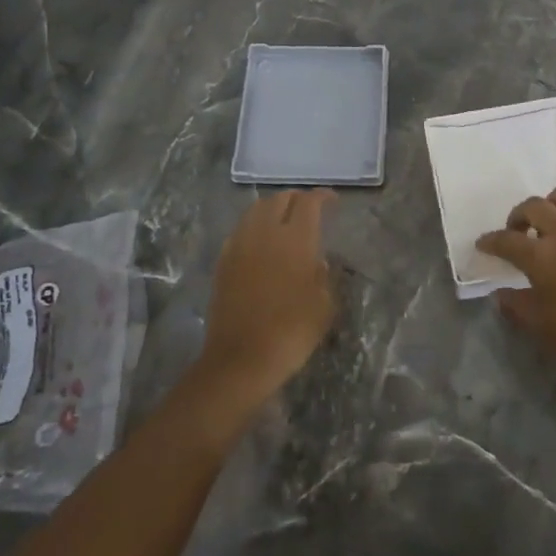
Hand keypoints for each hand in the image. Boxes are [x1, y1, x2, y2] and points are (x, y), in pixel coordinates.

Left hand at [198, 189, 336, 400]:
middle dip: (296, 198)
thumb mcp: (324, 306)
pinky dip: (253, 226)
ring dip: (272, 208)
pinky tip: (260, 241)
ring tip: (283, 219)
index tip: (332, 201)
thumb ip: (324, 276)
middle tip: (308, 209)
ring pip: (256, 210)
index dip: (322, 196)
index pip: (308, 203)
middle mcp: (265, 233)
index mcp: (296, 239)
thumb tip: (319, 262)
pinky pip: (240, 230)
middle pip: (279, 199)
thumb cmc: (291, 332)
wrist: (241, 359)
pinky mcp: (223, 261)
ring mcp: (240, 245)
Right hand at [477, 183, 555, 380]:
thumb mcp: (543, 327)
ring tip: (553, 223)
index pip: (505, 240)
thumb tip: (501, 294)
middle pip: (532, 206)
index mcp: (542, 256)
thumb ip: (516, 306)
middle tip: (519, 232)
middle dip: (518, 217)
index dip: (490, 241)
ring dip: (552, 205)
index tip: (484, 244)